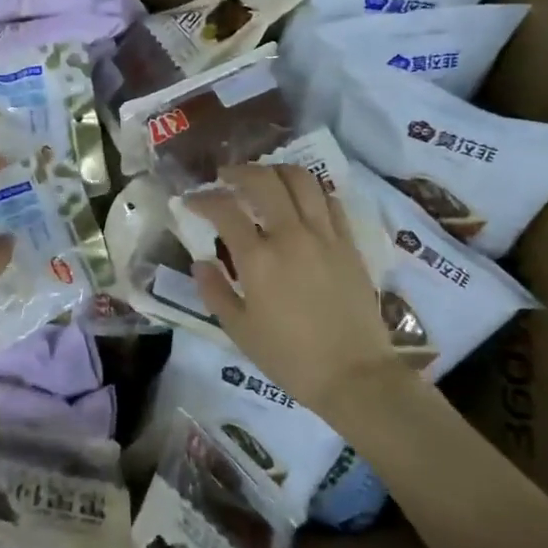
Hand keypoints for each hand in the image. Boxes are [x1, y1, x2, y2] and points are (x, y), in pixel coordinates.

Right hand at [188, 165, 395, 409]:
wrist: (355, 376)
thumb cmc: (290, 358)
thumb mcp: (239, 331)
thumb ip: (215, 291)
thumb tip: (201, 262)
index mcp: (258, 260)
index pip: (225, 210)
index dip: (203, 199)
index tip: (192, 201)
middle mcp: (291, 236)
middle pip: (264, 181)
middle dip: (239, 172)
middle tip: (225, 177)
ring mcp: (325, 236)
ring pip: (302, 180)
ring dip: (277, 171)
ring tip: (264, 178)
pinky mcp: (349, 243)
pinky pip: (330, 202)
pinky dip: (311, 192)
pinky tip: (301, 200)